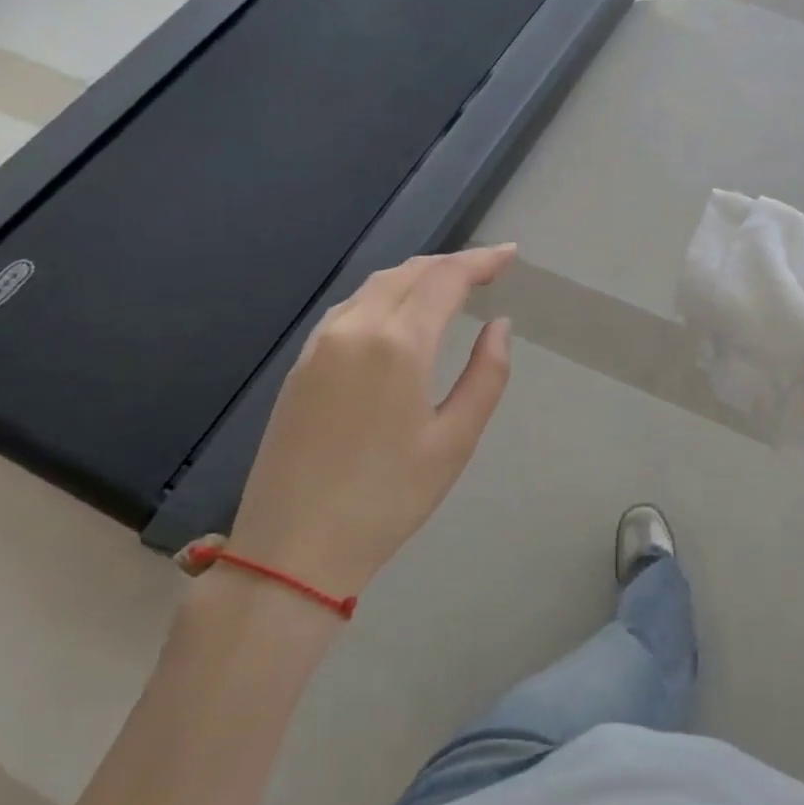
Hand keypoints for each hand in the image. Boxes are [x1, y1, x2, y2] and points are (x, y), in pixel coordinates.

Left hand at [228, 245, 516, 596]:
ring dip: (417, 275)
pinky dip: (384, 294)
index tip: (511, 255)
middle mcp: (355, 328)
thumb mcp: (454, 440)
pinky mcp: (301, 364)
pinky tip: (398, 312)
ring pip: (375, 285)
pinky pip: (350, 307)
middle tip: (488, 269)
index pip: (445, 278)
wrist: (292, 549)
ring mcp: (320, 344)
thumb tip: (499, 326)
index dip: (481, 260)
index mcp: (397, 343)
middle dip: (451, 263)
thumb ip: (485, 375)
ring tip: (450, 284)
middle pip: (409, 272)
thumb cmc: (388, 499)